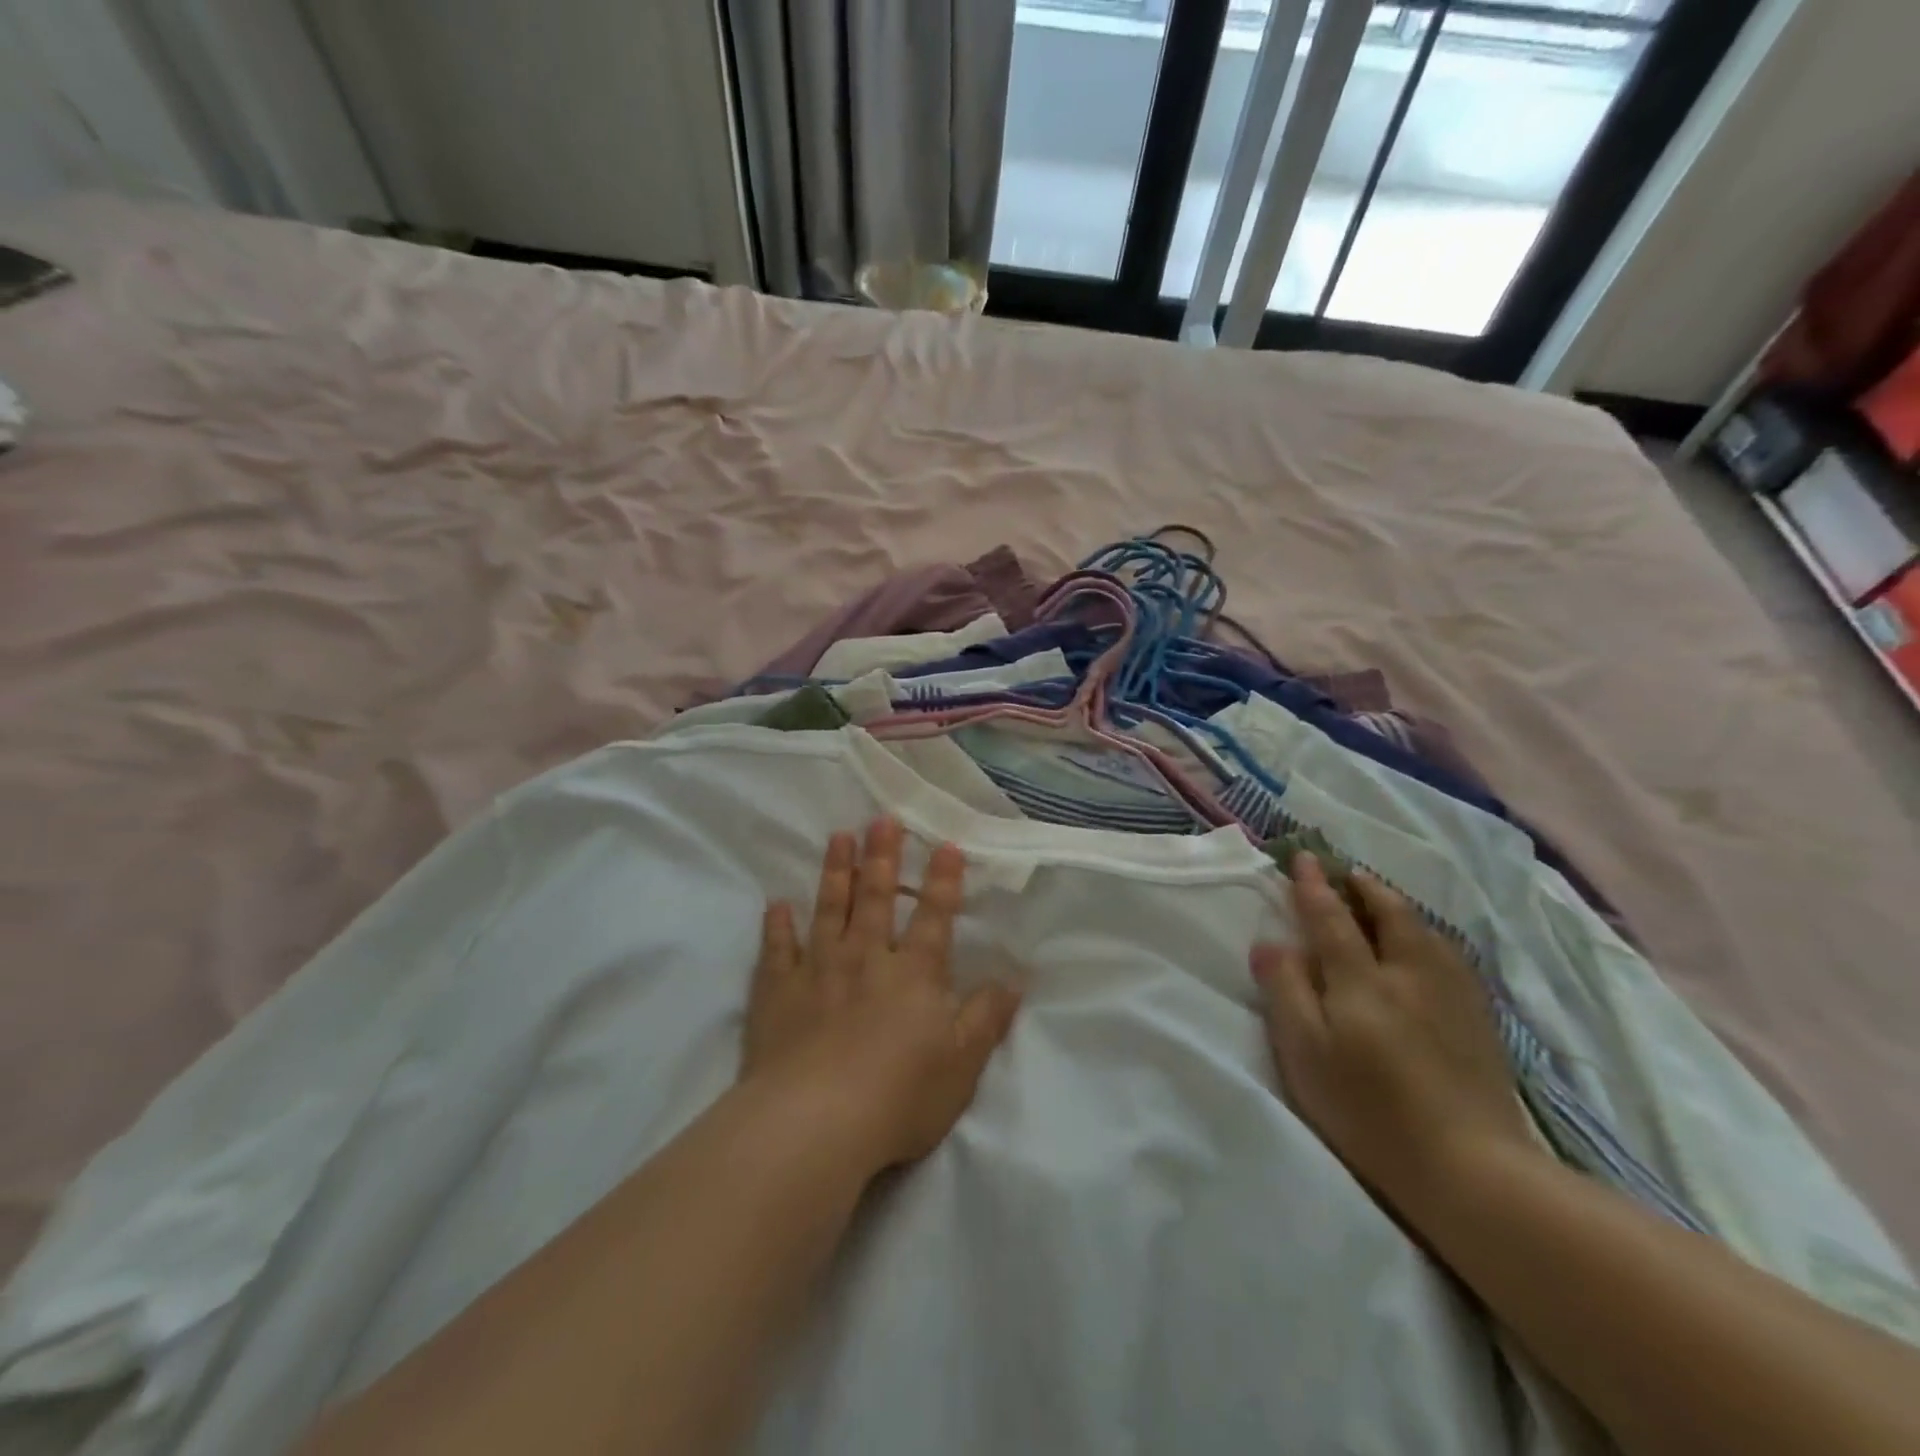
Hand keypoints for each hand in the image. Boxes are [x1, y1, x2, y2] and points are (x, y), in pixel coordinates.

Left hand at [742, 819, 1022, 1174]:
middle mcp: (866, 959)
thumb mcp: (962, 1065)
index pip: (933, 917)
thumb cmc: (899, 1097)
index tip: (944, 844)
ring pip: (829, 910)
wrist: (814, 1123)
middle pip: (876, 899)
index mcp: (914, 975)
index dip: (942, 881)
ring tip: (839, 837)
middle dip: (882, 857)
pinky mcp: (778, 992)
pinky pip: (777, 950)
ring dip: (835, 872)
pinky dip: (777, 926)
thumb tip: (1014, 980)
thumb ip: (987, 1018)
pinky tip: (777, 904)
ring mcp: (818, 971)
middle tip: (881, 819)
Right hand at [1252, 853, 1539, 1214]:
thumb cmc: (1369, 1109)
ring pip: (1425, 932)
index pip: (1330, 917)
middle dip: (1364, 887)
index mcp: (1361, 979)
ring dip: (1398, 906)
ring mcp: (1451, 996)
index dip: (1313, 886)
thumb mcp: (1306, 1053)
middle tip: (1347, 872)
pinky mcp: (1480, 1022)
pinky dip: (1429, 936)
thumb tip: (1270, 943)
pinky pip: (1450, 956)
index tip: (1302, 857)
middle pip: (1389, 914)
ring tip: (1382, 899)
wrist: (1472, 1168)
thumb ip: (1286, 991)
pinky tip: (1428, 946)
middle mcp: (1409, 973)